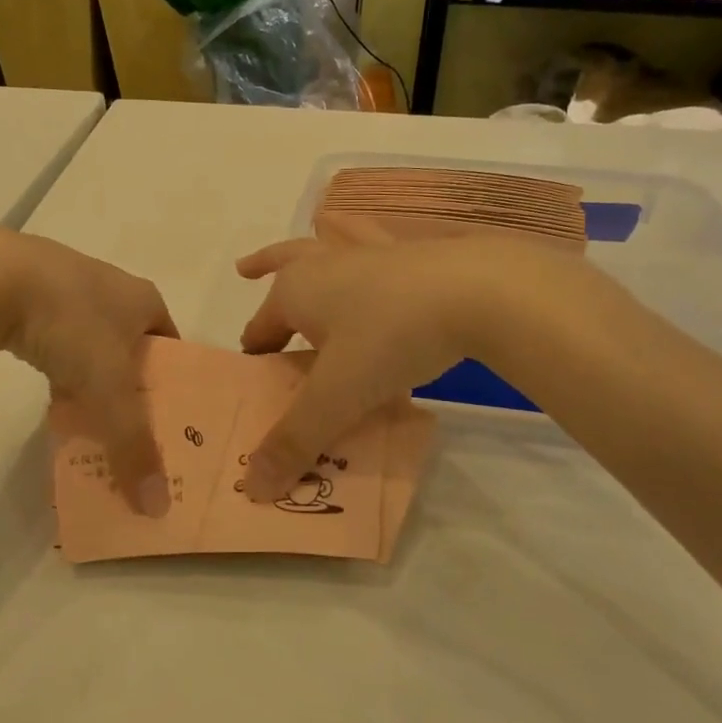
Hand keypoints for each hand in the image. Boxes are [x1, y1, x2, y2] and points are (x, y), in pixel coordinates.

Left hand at [0, 229, 178, 513]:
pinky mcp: (30, 294)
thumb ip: (134, 446)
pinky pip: (58, 341)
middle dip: (131, 389)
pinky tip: (50, 398)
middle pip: (132, 349)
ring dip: (93, 382)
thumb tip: (157, 507)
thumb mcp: (109, 390)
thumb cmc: (71, 324)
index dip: (173, 385)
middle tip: (129, 431)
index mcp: (144, 299)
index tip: (167, 423)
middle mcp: (113, 287)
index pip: (172, 347)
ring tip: (90, 422)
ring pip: (92, 347)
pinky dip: (59, 369)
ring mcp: (69, 287)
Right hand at [234, 236, 578, 499]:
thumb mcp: (338, 396)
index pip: (259, 328)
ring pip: (329, 243)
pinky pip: (377, 243)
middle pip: (284, 266)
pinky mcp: (410, 252)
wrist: (475, 290)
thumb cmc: (389, 338)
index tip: (257, 378)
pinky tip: (380, 244)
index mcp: (294, 292)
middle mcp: (323, 264)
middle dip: (264, 268)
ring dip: (313, 244)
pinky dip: (368, 240)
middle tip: (246, 270)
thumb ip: (295, 441)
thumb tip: (251, 488)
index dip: (254, 355)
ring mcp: (368, 252)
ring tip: (308, 234)